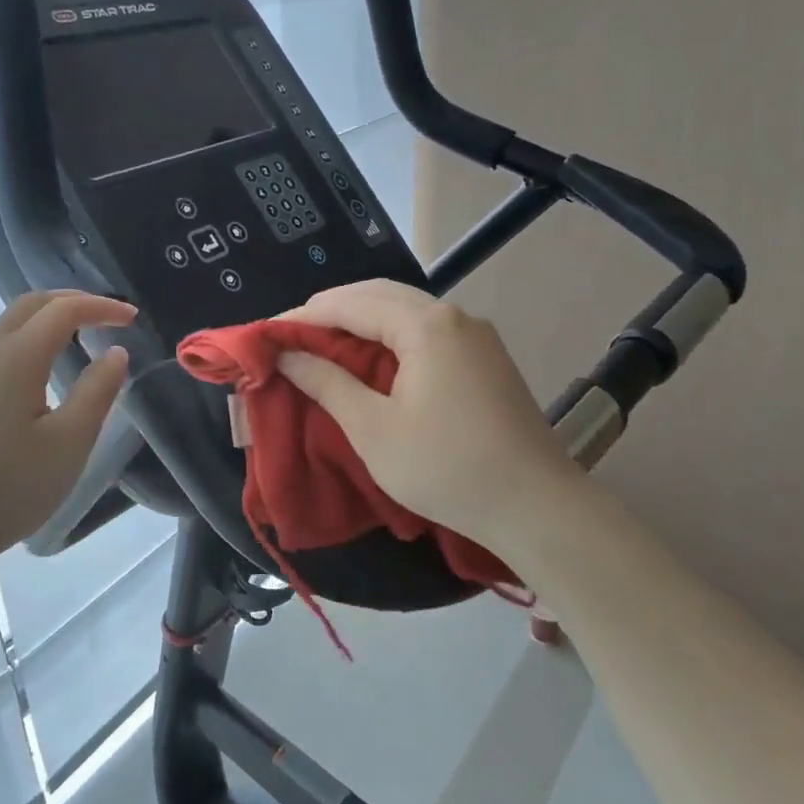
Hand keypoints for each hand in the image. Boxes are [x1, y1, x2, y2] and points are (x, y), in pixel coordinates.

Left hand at [0, 291, 135, 570]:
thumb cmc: (10, 487)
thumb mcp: (70, 442)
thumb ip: (98, 391)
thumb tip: (116, 353)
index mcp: (17, 357)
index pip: (64, 310)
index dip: (101, 307)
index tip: (132, 318)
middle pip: (31, 305)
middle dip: (72, 301)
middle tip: (107, 316)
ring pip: (9, 324)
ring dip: (47, 319)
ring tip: (80, 337)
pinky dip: (29, 339)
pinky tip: (41, 372)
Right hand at [278, 279, 589, 546]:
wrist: (537, 507)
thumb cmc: (446, 468)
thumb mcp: (373, 429)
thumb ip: (326, 383)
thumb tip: (287, 354)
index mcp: (425, 325)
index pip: (350, 303)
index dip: (304, 317)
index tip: (266, 335)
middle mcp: (454, 316)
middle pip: (379, 296)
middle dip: (331, 311)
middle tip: (291, 337)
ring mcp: (475, 335)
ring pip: (404, 311)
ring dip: (360, 322)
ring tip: (322, 346)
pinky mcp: (485, 357)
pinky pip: (426, 331)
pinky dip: (389, 337)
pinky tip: (371, 361)